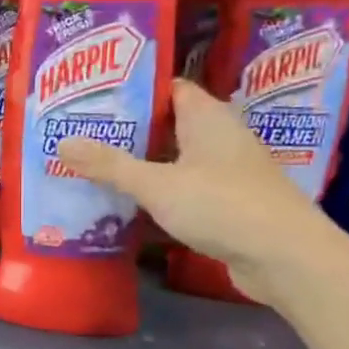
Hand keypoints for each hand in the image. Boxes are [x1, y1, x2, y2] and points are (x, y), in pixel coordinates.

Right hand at [55, 78, 348, 305]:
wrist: (286, 259)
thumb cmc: (222, 206)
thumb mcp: (157, 185)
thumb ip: (109, 165)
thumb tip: (61, 143)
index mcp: (208, 118)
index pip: (168, 89)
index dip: (132, 90)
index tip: (91, 97)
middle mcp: (219, 138)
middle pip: (165, 126)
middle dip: (125, 132)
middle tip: (78, 135)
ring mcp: (224, 174)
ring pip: (171, 161)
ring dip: (137, 167)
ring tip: (90, 168)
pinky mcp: (225, 205)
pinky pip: (180, 191)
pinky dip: (154, 196)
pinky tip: (122, 207)